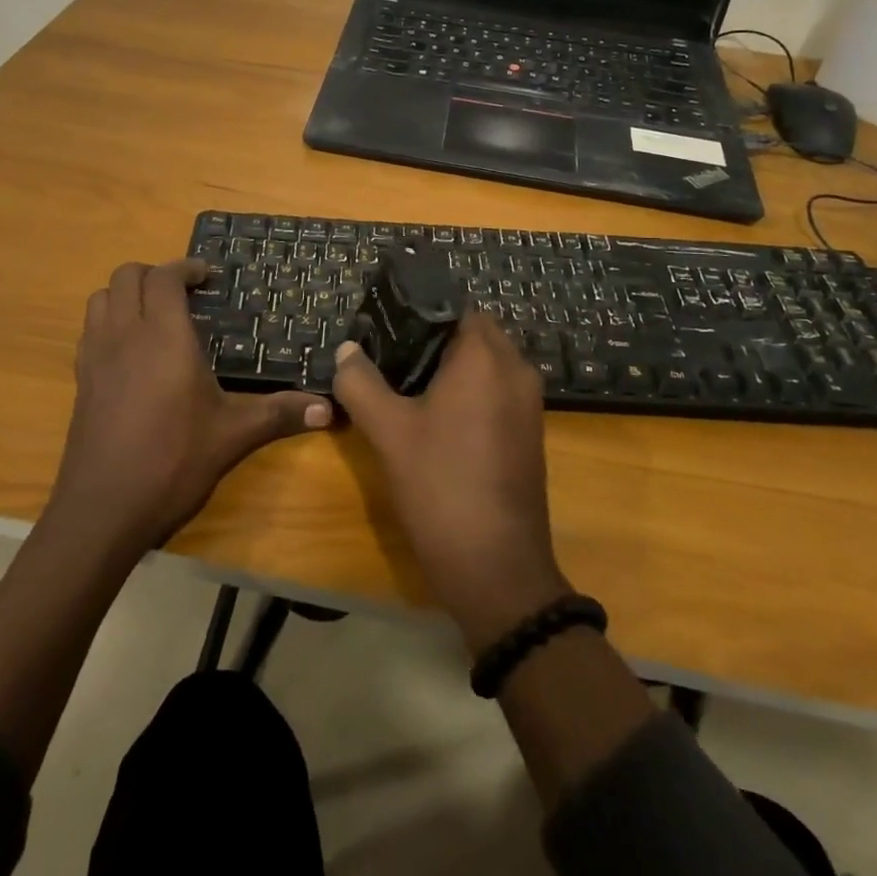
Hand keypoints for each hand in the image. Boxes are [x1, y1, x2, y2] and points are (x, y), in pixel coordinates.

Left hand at [49, 259, 331, 558]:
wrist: (102, 511)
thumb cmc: (172, 463)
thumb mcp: (233, 436)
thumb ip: (280, 414)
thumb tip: (329, 409)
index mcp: (164, 338)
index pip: (164, 277)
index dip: (186, 267)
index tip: (208, 277)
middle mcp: (125, 336)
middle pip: (127, 276)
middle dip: (155, 274)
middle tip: (185, 294)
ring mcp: (96, 357)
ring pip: (101, 298)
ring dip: (127, 294)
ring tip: (156, 316)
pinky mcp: (81, 381)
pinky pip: (90, 330)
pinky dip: (110, 322)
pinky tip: (133, 353)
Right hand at [334, 312, 569, 652]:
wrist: (497, 568)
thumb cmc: (440, 487)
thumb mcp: (388, 432)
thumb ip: (361, 383)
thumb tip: (347, 350)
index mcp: (485, 357)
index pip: (454, 307)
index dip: (418, 310)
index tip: (385, 323)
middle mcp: (516, 369)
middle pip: (471, 332)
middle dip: (432, 338)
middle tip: (389, 354)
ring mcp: (529, 402)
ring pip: (486, 363)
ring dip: (451, 366)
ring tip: (405, 382)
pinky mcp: (530, 431)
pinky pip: (497, 390)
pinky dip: (470, 390)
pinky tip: (435, 415)